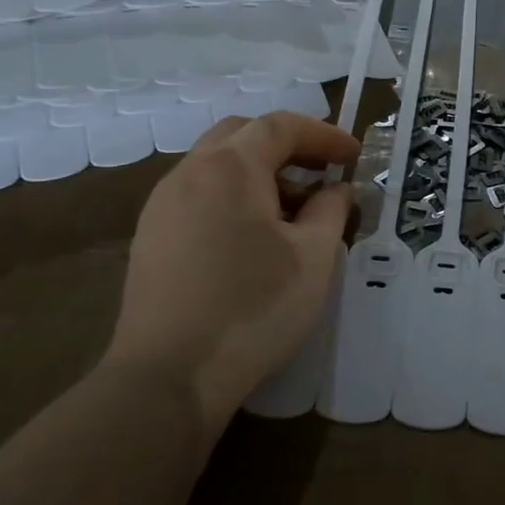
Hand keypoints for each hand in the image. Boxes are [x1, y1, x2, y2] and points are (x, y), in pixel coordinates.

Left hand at [107, 111, 359, 425]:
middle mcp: (189, 173)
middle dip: (287, 145)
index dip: (324, 134)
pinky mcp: (150, 238)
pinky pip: (198, 194)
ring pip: (216, 165)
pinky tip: (253, 236)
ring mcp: (162, 206)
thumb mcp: (314, 256)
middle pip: (242, 134)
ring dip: (259, 171)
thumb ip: (331, 209)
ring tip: (293, 210)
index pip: (281, 126)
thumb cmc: (254, 308)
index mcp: (230, 168)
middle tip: (321, 172)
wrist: (169, 377)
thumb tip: (335, 189)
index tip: (354, 155)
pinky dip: (233, 195)